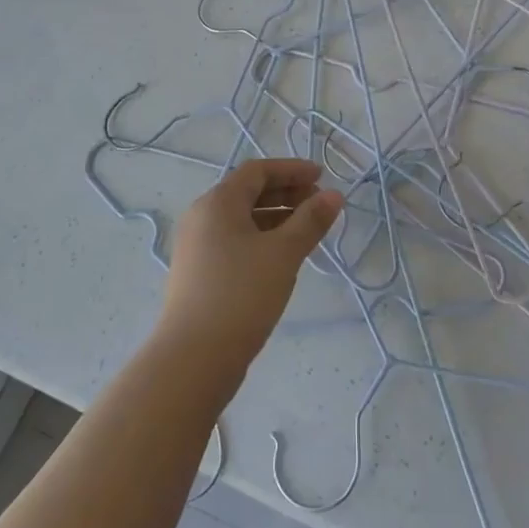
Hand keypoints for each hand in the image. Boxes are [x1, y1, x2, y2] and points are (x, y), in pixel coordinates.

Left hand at [157, 159, 343, 379]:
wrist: (194, 358)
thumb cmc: (241, 294)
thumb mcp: (283, 253)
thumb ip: (311, 220)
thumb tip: (334, 195)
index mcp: (217, 203)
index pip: (257, 171)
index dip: (292, 170)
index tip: (322, 177)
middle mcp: (202, 217)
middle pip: (248, 192)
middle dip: (287, 193)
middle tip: (320, 205)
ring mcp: (197, 246)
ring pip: (242, 219)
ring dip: (277, 217)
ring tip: (308, 231)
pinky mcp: (199, 272)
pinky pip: (235, 240)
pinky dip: (262, 238)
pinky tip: (283, 256)